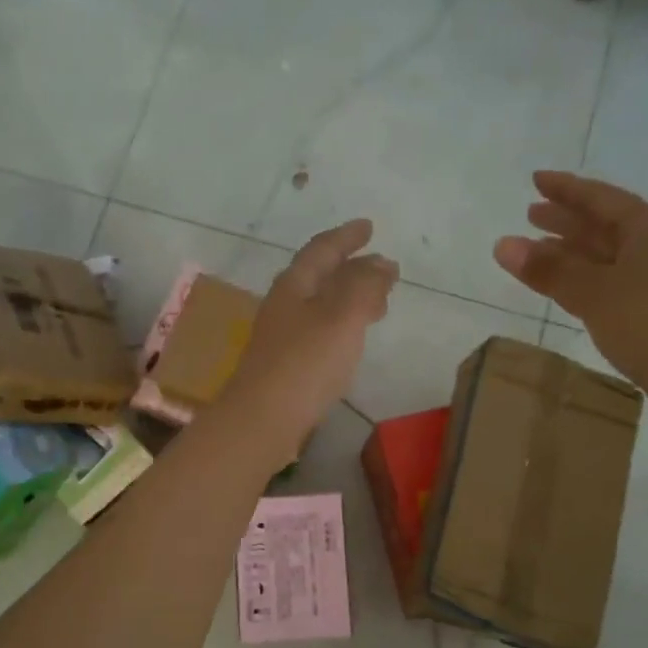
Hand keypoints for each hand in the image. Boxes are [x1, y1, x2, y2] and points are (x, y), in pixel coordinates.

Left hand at [220, 220, 397, 457]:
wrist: (263, 420)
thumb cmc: (305, 363)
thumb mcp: (343, 316)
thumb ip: (365, 286)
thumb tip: (382, 263)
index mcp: (294, 285)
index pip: (322, 249)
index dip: (346, 237)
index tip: (368, 227)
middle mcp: (284, 305)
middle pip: (320, 277)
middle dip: (353, 269)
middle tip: (383, 269)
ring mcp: (283, 337)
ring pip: (322, 306)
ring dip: (350, 298)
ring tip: (379, 304)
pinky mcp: (287, 365)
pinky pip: (320, 332)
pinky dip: (343, 326)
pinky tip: (352, 341)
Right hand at [493, 171, 647, 428]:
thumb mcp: (595, 293)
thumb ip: (549, 270)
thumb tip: (503, 244)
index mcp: (647, 229)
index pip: (599, 198)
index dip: (566, 189)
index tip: (535, 180)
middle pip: (604, 225)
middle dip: (567, 220)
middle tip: (530, 215)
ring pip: (606, 257)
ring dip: (572, 253)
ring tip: (538, 252)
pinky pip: (610, 284)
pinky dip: (584, 281)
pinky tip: (569, 291)